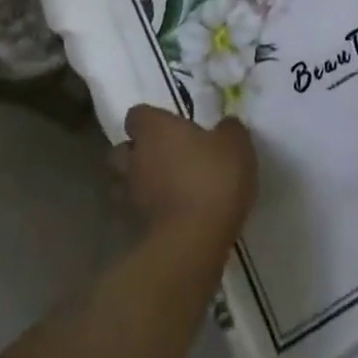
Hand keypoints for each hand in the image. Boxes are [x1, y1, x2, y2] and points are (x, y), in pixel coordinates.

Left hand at [120, 105, 256, 244]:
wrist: (193, 242)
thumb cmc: (212, 178)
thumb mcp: (235, 144)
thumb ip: (228, 129)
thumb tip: (226, 125)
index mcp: (155, 129)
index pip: (137, 115)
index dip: (151, 120)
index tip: (170, 126)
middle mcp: (136, 157)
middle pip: (122, 149)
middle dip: (137, 151)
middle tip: (164, 155)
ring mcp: (131, 195)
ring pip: (124, 181)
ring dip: (139, 182)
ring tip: (164, 186)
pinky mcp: (135, 228)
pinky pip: (137, 211)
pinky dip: (149, 210)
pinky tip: (171, 213)